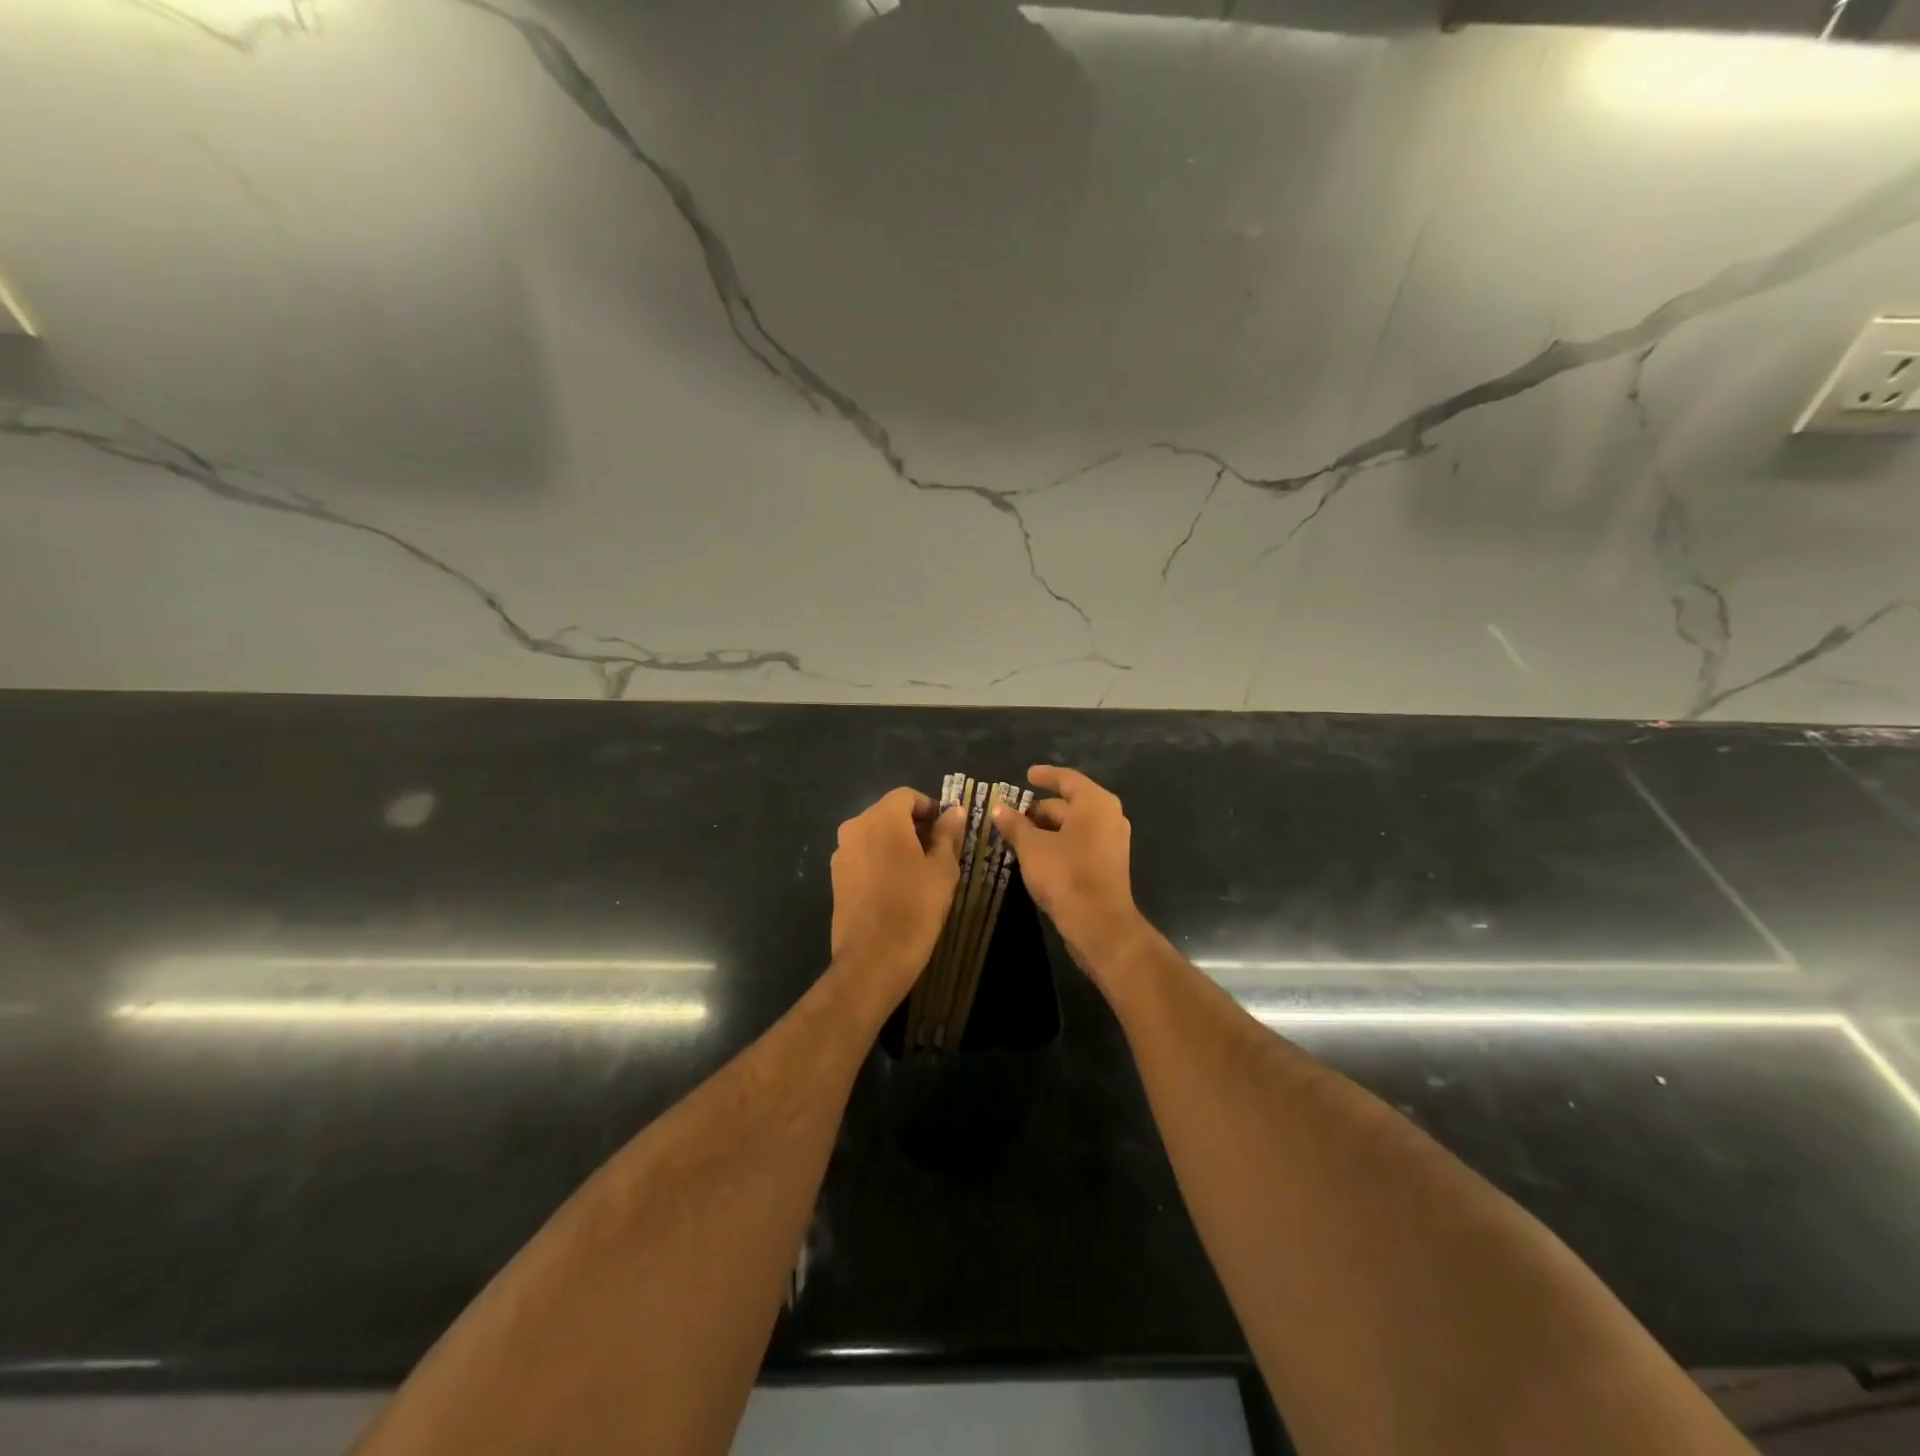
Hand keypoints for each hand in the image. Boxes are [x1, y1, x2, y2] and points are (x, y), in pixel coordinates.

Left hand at [830, 787, 965, 1007]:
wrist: (873, 959)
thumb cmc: (915, 909)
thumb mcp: (942, 870)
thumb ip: (948, 834)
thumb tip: (955, 811)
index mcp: (882, 819)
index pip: (907, 796)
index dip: (930, 807)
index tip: (948, 829)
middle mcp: (855, 828)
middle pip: (888, 813)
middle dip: (914, 825)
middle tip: (939, 851)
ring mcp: (841, 853)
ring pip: (874, 835)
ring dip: (897, 843)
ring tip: (920, 871)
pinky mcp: (836, 877)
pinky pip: (863, 856)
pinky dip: (881, 860)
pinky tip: (898, 887)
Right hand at [992, 766, 1149, 981]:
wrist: (1099, 924)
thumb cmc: (1065, 875)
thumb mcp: (1032, 847)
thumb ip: (1015, 824)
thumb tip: (999, 808)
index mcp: (1095, 803)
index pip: (1067, 779)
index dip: (1045, 775)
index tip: (1027, 775)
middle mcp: (1109, 817)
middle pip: (1070, 803)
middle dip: (1040, 808)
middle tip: (1012, 814)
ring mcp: (1112, 842)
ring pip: (1074, 826)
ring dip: (1047, 828)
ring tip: (1017, 835)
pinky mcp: (1108, 865)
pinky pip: (1080, 843)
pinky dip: (1058, 843)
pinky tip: (1035, 854)